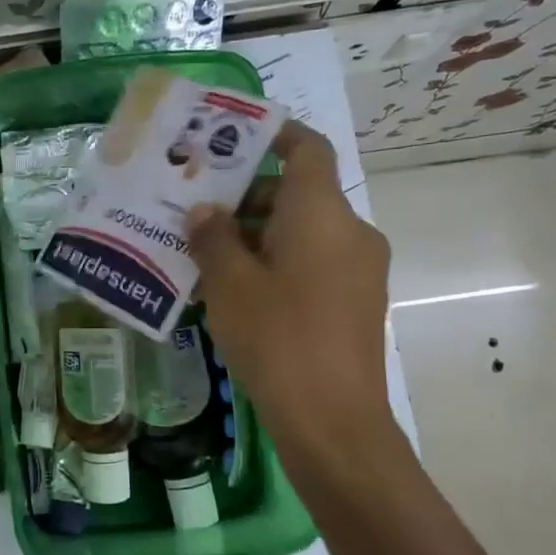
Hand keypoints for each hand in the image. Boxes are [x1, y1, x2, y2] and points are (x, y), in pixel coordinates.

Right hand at [189, 121, 398, 471]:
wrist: (332, 419)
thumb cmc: (277, 337)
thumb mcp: (230, 284)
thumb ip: (213, 238)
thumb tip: (205, 211)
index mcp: (322, 212)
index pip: (306, 148)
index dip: (273, 134)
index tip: (232, 138)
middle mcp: (350, 231)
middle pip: (298, 194)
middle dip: (246, 198)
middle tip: (196, 212)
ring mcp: (359, 269)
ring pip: (303, 232)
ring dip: (257, 236)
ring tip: (205, 256)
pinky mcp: (355, 303)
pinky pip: (313, 263)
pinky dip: (276, 263)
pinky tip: (235, 292)